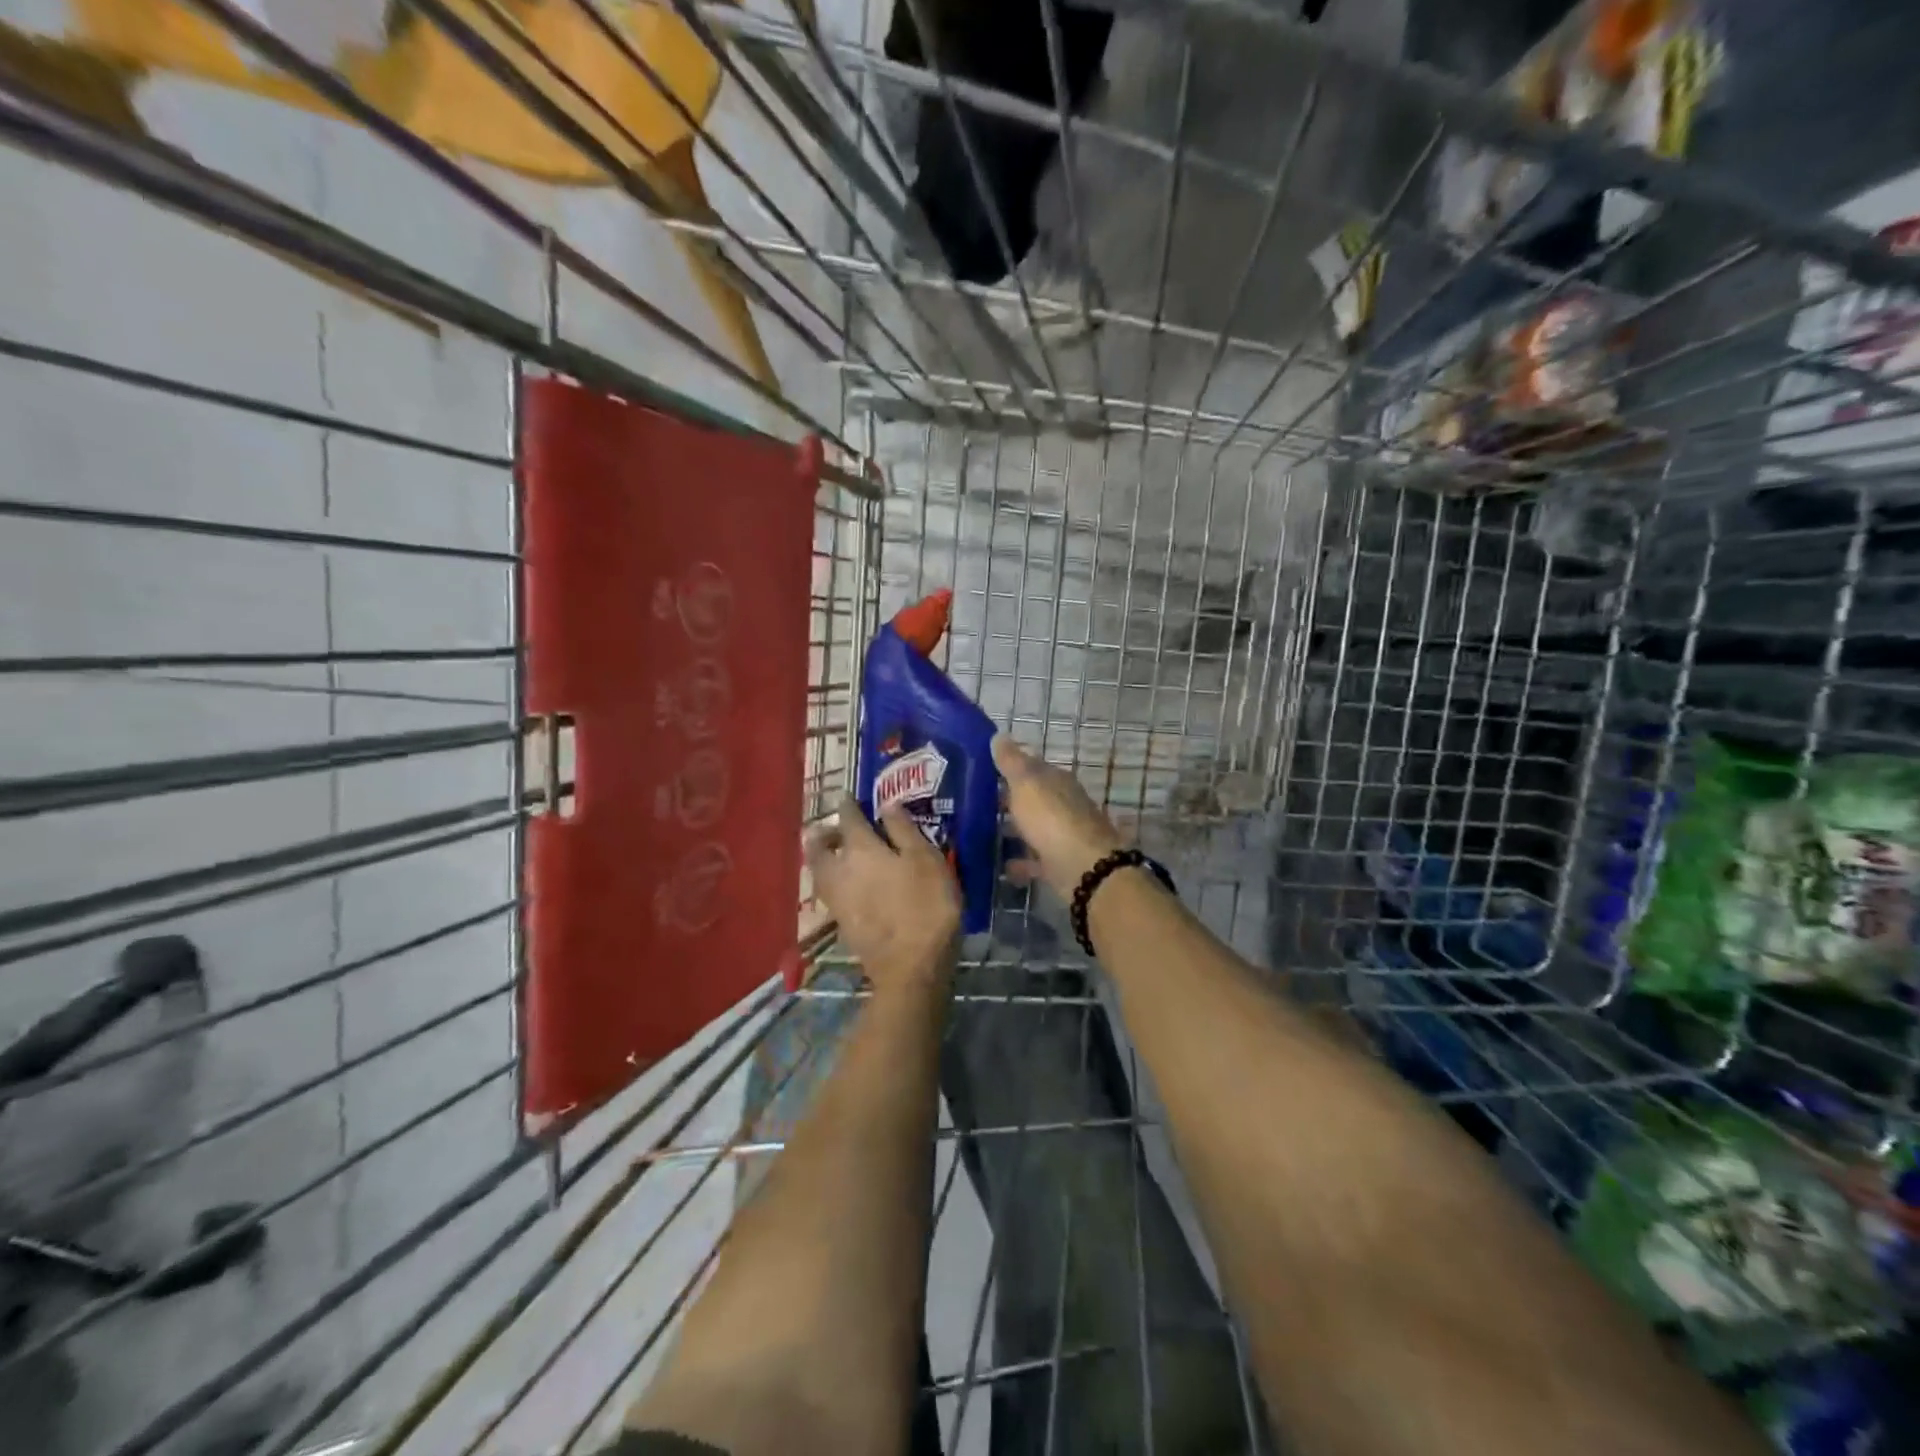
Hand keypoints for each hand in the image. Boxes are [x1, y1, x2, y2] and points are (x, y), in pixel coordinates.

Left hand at [805, 799, 959, 991]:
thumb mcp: (926, 860)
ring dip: (824, 857)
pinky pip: (827, 891)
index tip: (850, 797)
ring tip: (840, 855)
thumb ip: (904, 830)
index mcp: (861, 849)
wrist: (911, 968)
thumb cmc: (926, 906)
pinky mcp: (840, 923)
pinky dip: (832, 880)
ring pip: (818, 870)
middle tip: (838, 828)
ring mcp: (836, 900)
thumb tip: (886, 804)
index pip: (848, 818)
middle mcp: (839, 870)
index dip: (849, 804)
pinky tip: (848, 884)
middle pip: (818, 846)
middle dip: (824, 833)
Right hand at [991, 735, 1124, 902]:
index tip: (979, 770)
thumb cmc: (1051, 818)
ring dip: (1012, 830)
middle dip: (1007, 800)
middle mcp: (1062, 803)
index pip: (1030, 766)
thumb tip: (999, 735)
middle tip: (973, 803)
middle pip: (1031, 798)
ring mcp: (1062, 834)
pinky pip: (1034, 860)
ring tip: (981, 834)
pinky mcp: (1059, 863)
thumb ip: (1011, 761)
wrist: (1083, 867)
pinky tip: (1000, 866)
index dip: (1007, 766)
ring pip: (1032, 828)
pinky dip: (1019, 862)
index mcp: (1055, 780)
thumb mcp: (1026, 783)